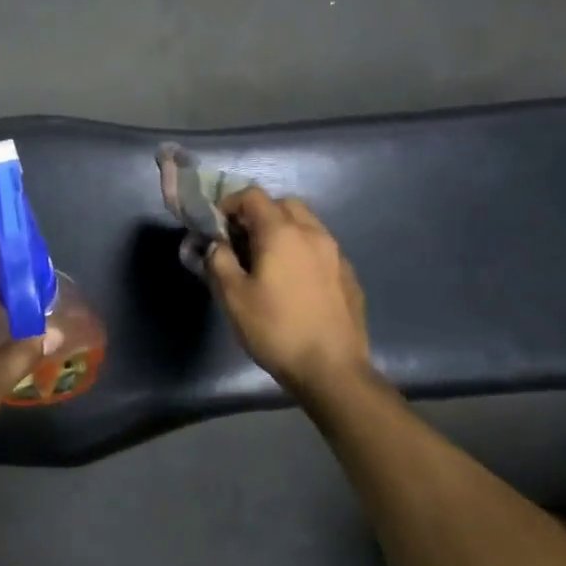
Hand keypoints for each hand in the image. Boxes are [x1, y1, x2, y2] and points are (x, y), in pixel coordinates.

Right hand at [206, 187, 370, 393]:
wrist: (332, 369)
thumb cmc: (276, 329)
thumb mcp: (233, 297)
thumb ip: (218, 261)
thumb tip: (216, 245)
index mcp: (282, 232)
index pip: (253, 196)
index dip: (230, 204)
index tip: (216, 226)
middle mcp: (313, 233)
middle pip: (284, 204)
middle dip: (259, 214)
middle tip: (240, 240)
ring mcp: (336, 253)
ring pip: (306, 224)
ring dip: (283, 230)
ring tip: (266, 260)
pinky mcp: (348, 275)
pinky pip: (321, 248)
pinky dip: (302, 250)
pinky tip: (293, 281)